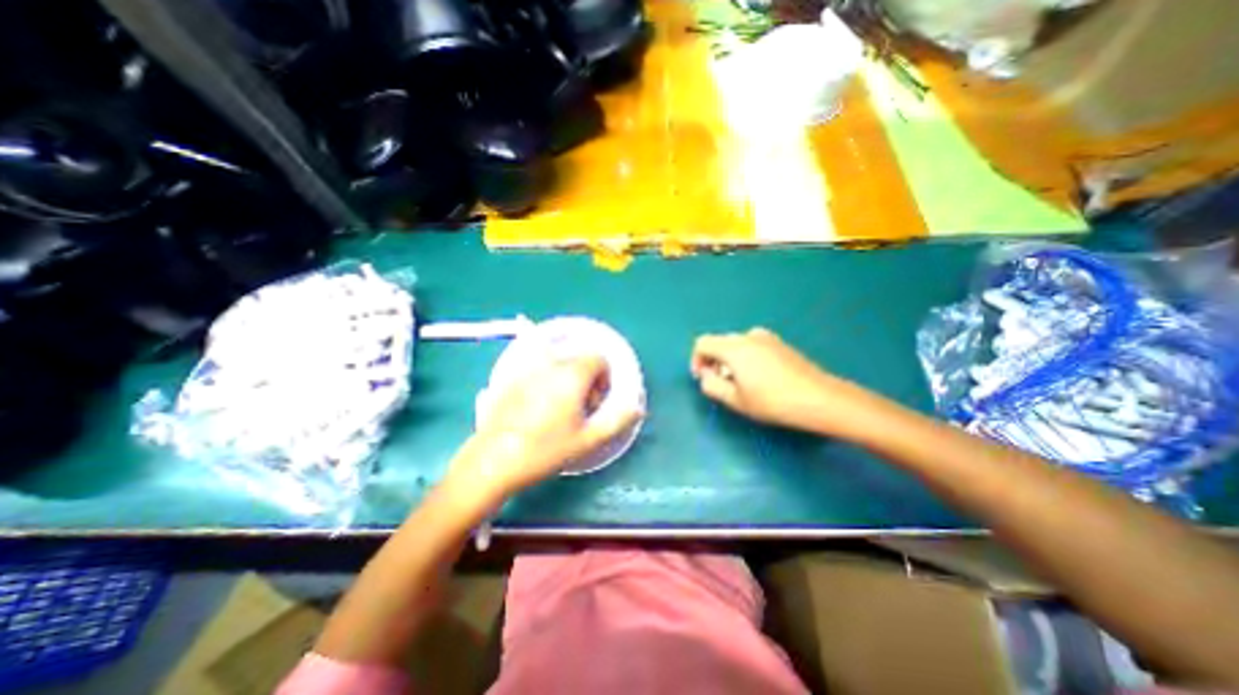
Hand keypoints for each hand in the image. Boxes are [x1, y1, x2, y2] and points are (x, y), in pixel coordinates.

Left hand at [447, 359, 637, 498]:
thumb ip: (618, 420)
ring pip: (556, 361)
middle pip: (578, 358)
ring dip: (565, 376)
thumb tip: (638, 407)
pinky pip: (534, 366)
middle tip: (579, 408)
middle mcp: (550, 363)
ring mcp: (526, 368)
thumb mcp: (588, 439)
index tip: (596, 402)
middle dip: (586, 378)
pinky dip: (543, 376)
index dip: (604, 378)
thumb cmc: (545, 450)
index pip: (598, 358)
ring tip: (558, 405)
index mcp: (572, 374)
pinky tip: (535, 403)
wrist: (493, 461)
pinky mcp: (509, 377)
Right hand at [692, 327, 864, 432]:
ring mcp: (767, 337)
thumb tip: (706, 375)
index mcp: (734, 347)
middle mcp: (748, 336)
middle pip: (719, 342)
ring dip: (729, 360)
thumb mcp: (735, 400)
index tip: (703, 378)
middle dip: (713, 361)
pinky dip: (745, 357)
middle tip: (721, 383)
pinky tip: (759, 377)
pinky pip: (752, 345)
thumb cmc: (773, 401)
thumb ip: (711, 385)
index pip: (702, 343)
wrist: (819, 398)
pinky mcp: (780, 343)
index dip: (696, 360)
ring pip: (736, 344)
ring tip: (740, 382)